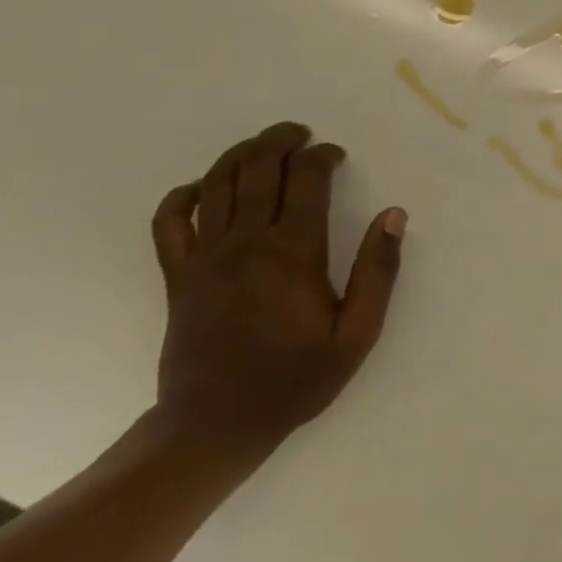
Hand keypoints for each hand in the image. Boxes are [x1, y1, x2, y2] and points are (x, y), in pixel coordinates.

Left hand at [149, 122, 405, 450]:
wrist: (215, 426)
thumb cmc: (295, 379)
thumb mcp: (358, 333)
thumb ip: (378, 271)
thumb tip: (393, 215)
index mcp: (293, 253)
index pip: (306, 178)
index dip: (323, 156)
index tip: (337, 156)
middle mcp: (245, 243)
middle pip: (257, 168)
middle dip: (281, 140)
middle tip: (301, 134)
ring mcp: (204, 257)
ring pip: (215, 183)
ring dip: (240, 154)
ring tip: (263, 147)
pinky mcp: (177, 276)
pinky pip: (168, 221)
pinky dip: (183, 195)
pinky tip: (201, 188)